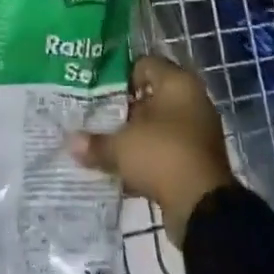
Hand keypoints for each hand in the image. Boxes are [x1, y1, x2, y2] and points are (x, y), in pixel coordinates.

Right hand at [68, 56, 234, 249]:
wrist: (203, 208)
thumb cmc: (163, 155)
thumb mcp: (121, 147)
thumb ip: (95, 142)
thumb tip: (70, 143)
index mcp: (178, 83)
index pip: (143, 65)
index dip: (119, 76)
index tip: (96, 91)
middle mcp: (192, 101)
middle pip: (150, 97)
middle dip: (124, 109)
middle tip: (95, 117)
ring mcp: (197, 133)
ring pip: (157, 127)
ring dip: (135, 136)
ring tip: (104, 143)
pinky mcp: (197, 162)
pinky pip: (166, 151)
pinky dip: (147, 159)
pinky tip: (122, 170)